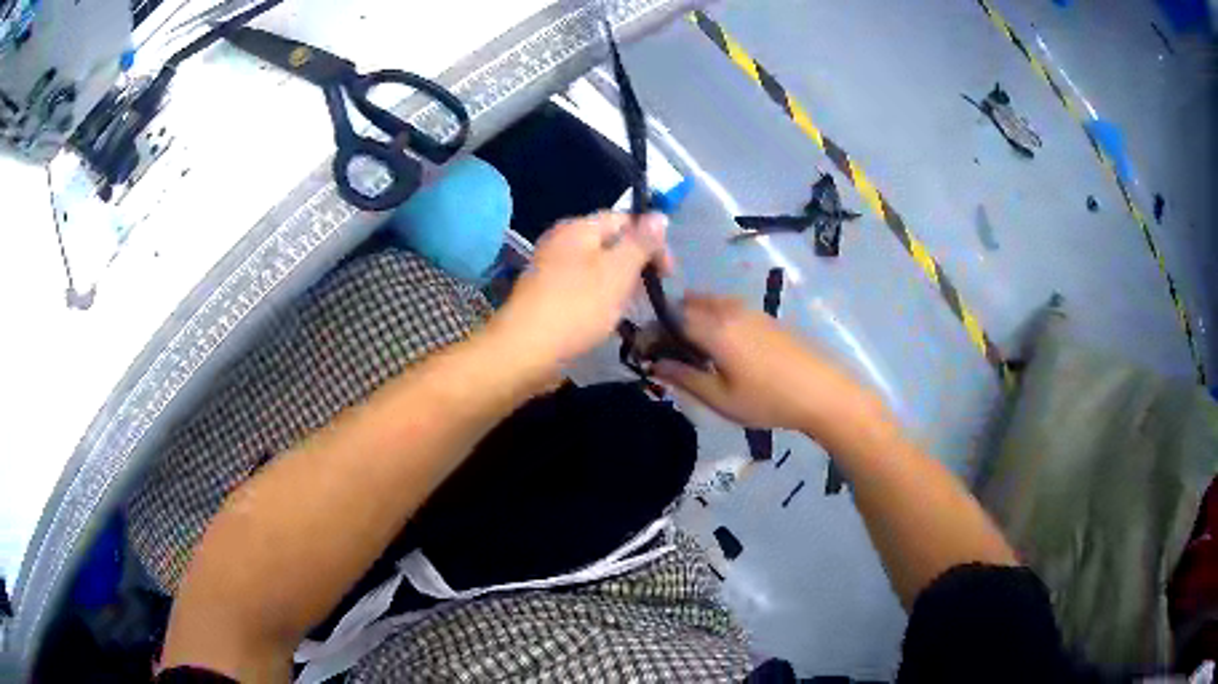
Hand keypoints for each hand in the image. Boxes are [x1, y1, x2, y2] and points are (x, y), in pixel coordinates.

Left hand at [490, 211, 671, 370]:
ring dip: (619, 283)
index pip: (624, 219)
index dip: (651, 239)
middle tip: (651, 293)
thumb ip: (641, 242)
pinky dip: (599, 297)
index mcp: (578, 227)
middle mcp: (561, 240)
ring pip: (596, 267)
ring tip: (631, 308)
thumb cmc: (577, 306)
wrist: (525, 350)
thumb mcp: (618, 271)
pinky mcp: (545, 294)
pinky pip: (581, 287)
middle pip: (609, 242)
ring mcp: (550, 268)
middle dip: (635, 263)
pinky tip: (606, 318)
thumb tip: (659, 215)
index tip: (668, 272)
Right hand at [652, 294, 883, 434]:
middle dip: (670, 322)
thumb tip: (655, 364)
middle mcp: (728, 309)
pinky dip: (711, 319)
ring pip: (708, 303)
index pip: (670, 318)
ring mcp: (749, 310)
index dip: (652, 332)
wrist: (822, 392)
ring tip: (693, 353)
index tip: (643, 353)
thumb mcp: (721, 398)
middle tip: (667, 353)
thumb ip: (685, 377)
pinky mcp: (764, 317)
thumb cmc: (768, 400)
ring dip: (692, 319)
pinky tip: (720, 349)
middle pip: (688, 303)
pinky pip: (726, 308)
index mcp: (714, 327)